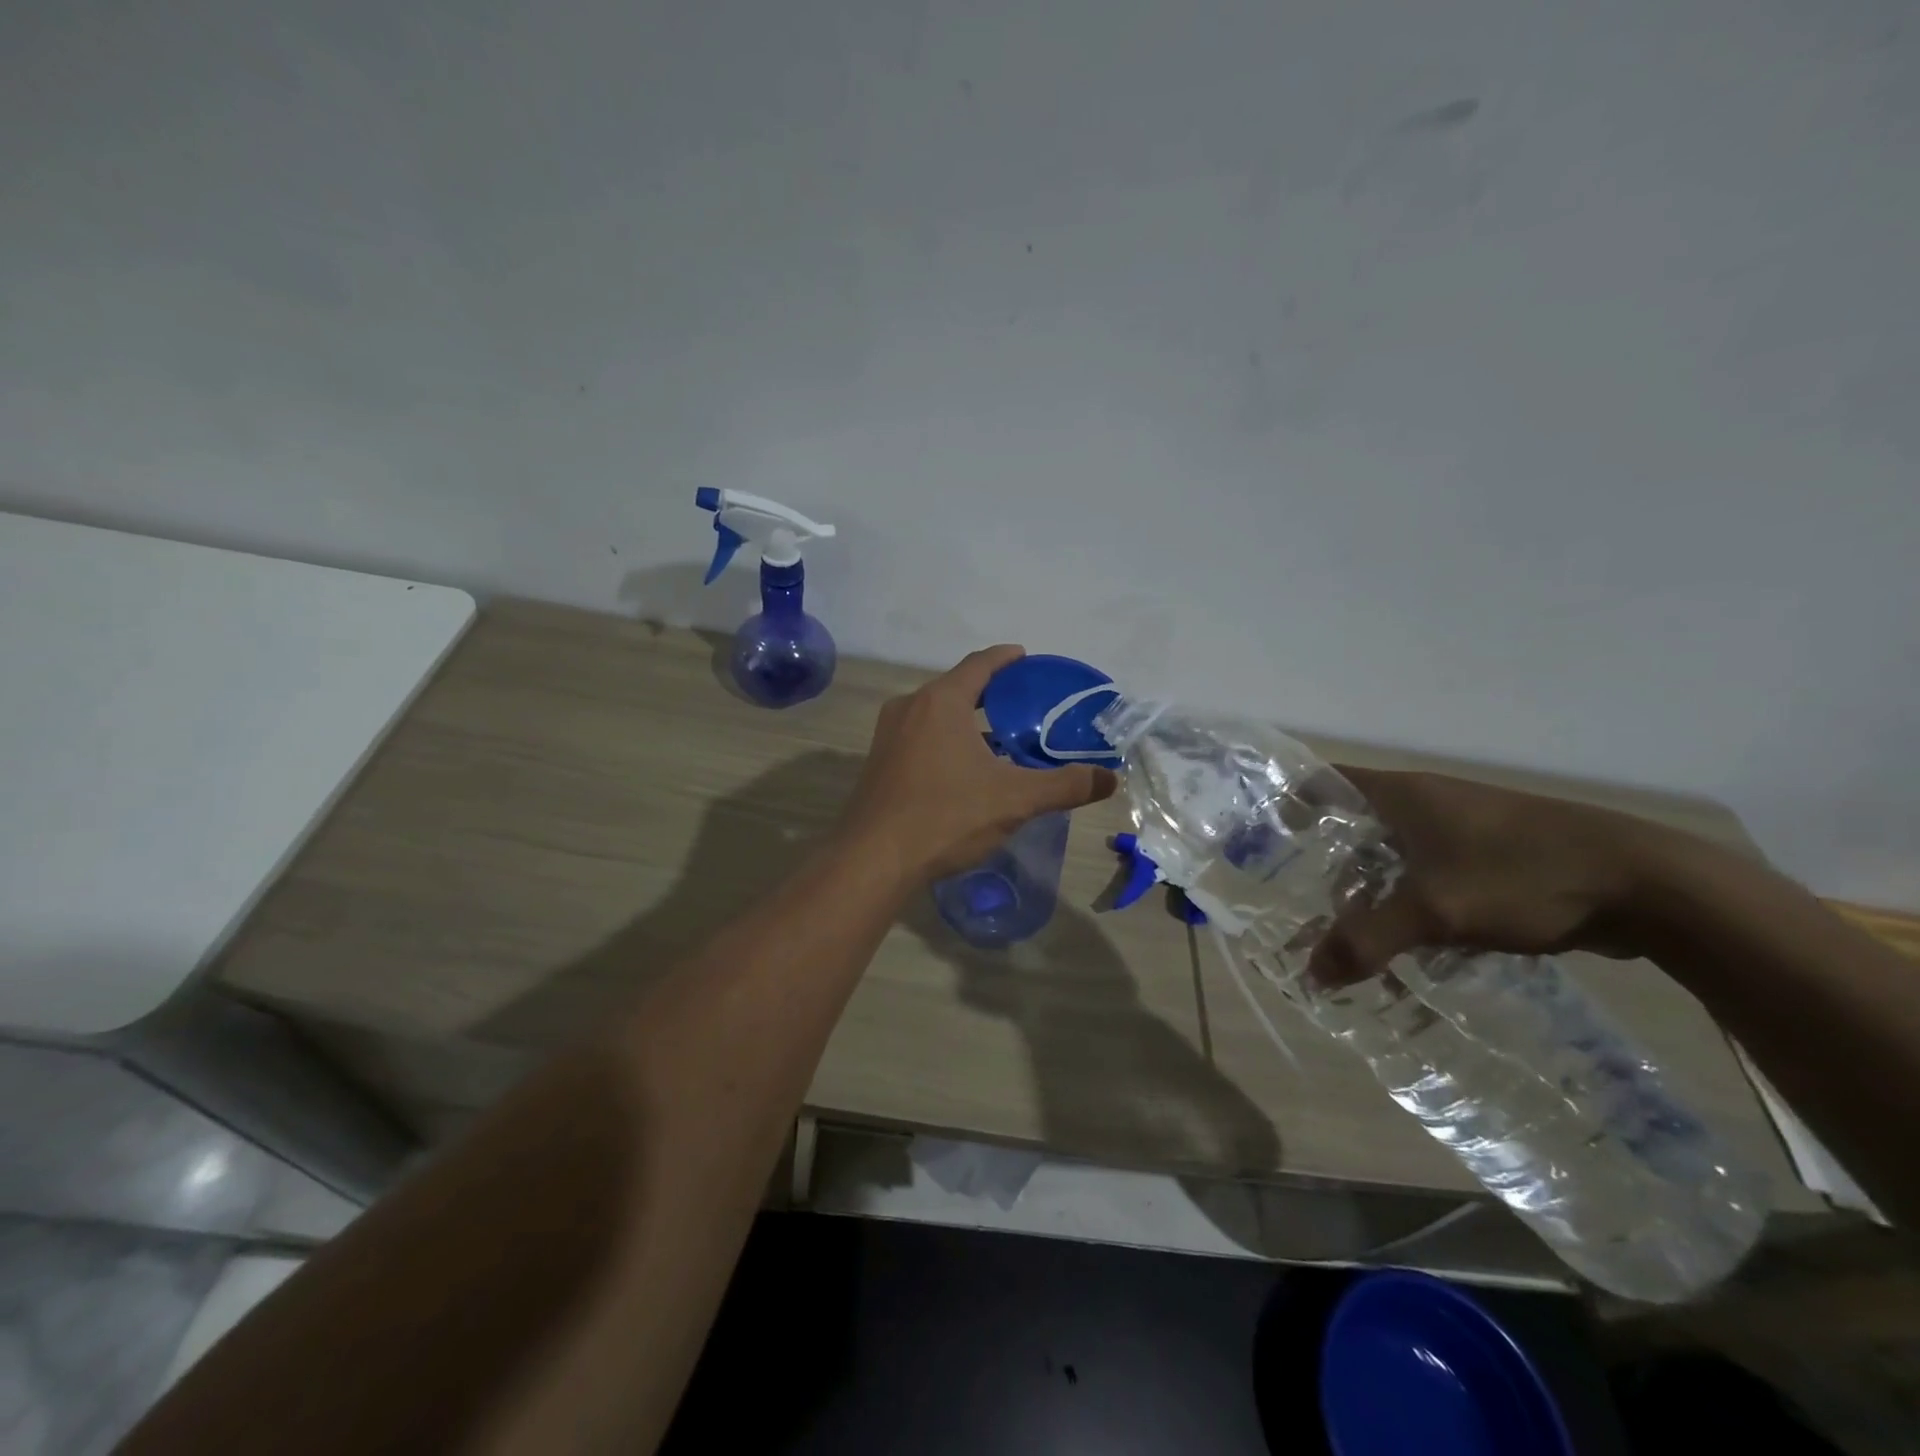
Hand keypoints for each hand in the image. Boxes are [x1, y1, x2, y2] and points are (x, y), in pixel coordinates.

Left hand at [840, 645, 1117, 881]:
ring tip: (999, 739)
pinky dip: (945, 740)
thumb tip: (1110, 779)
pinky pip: (919, 737)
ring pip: (935, 714)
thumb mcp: (1015, 799)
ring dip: (966, 720)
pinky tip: (963, 770)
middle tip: (1023, 705)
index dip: (1006, 658)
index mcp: (941, 701)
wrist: (874, 858)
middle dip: (990, 693)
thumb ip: (1064, 785)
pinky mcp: (878, 761)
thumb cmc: (946, 816)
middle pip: (956, 687)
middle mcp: (910, 707)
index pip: (980, 664)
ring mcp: (888, 735)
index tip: (1026, 657)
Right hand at [1308, 767, 1670, 982]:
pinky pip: (1430, 872)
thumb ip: (1367, 939)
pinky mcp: (1493, 854)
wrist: (1646, 883)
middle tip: (1297, 901)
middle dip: (1324, 862)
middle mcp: (1425, 800)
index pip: (1322, 782)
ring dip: (1370, 886)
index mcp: (1401, 793)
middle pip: (1353, 824)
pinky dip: (1410, 898)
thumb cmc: (1522, 875)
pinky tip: (1409, 938)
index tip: (1262, 842)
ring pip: (1393, 852)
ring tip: (1347, 929)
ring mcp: (1462, 826)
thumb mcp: (1434, 910)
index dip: (1287, 805)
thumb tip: (1310, 974)